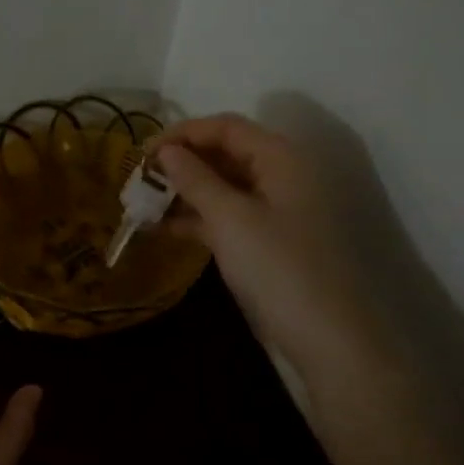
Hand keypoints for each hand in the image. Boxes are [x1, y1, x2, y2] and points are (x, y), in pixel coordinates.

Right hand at [154, 111, 436, 383]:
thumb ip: (196, 179)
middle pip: (224, 154)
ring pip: (221, 187)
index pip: (226, 128)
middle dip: (180, 163)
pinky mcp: (265, 241)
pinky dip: (195, 218)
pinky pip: (225, 217)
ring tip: (142, 205)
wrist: (324, 336)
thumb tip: (167, 151)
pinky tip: (162, 229)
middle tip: (139, 180)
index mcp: (280, 158)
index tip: (142, 153)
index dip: (183, 133)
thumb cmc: (277, 267)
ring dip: (183, 192)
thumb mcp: (230, 218)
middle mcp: (279, 176)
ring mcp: (273, 211)